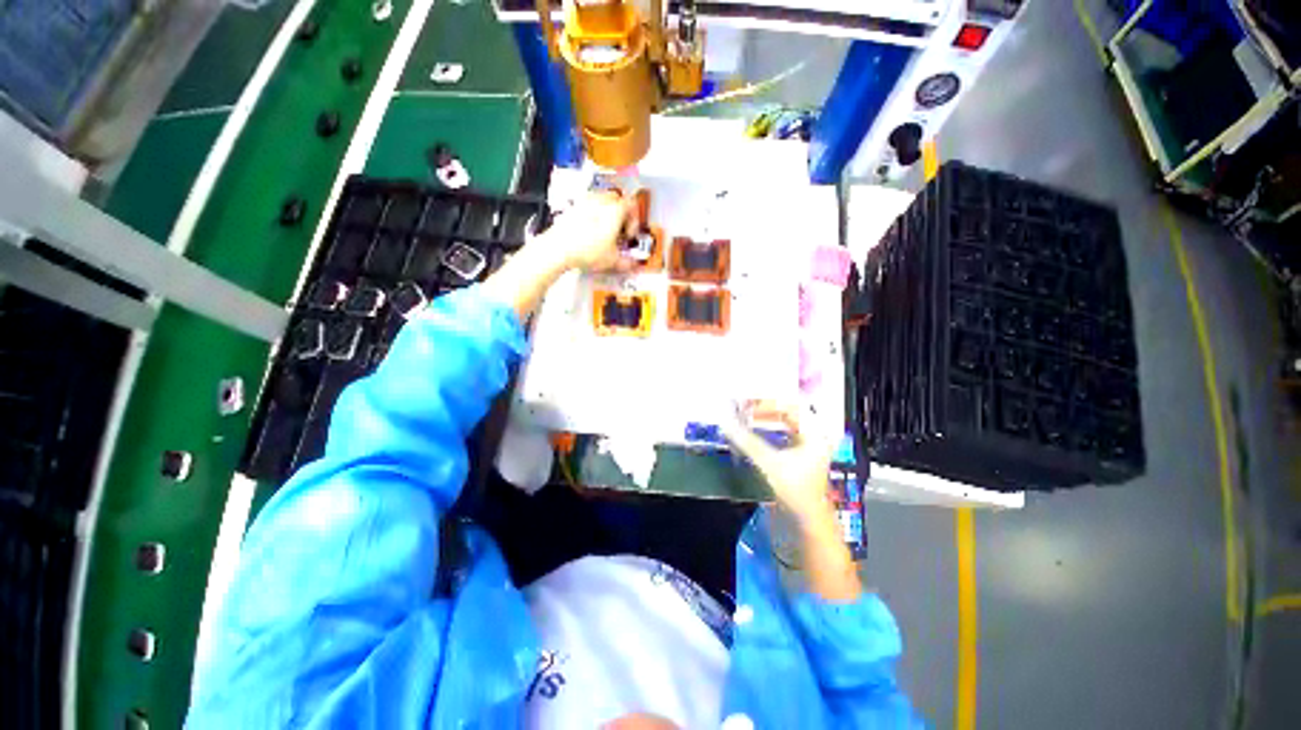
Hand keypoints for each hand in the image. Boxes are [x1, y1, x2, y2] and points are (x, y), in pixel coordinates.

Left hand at [541, 192, 638, 272]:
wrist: (559, 248)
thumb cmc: (585, 249)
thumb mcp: (612, 260)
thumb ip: (627, 262)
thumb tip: (631, 264)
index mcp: (615, 209)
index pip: (632, 205)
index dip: (634, 222)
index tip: (629, 235)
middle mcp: (601, 200)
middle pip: (618, 200)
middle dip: (621, 216)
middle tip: (619, 232)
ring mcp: (585, 201)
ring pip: (602, 201)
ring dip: (607, 214)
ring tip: (605, 233)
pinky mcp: (573, 207)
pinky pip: (588, 206)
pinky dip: (593, 216)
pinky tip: (590, 233)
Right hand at [723, 400, 860, 600]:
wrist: (806, 520)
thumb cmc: (794, 489)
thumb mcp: (769, 462)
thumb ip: (747, 441)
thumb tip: (725, 422)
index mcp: (813, 433)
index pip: (791, 406)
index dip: (769, 402)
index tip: (748, 402)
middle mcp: (812, 436)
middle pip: (788, 413)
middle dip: (765, 409)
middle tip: (744, 407)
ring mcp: (805, 446)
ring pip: (784, 423)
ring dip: (765, 419)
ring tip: (745, 415)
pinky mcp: (797, 456)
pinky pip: (781, 434)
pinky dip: (767, 430)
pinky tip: (752, 431)